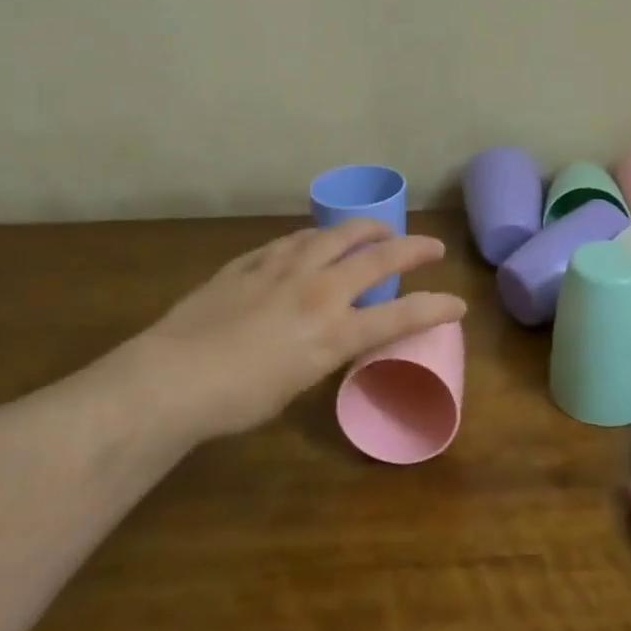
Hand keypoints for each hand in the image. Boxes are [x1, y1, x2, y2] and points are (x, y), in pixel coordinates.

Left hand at [114, 220, 466, 440]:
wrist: (172, 377)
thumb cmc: (236, 399)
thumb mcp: (296, 384)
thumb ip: (322, 352)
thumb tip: (330, 336)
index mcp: (333, 332)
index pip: (400, 315)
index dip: (435, 307)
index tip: (459, 302)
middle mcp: (318, 290)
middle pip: (379, 258)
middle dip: (414, 249)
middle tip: (432, 246)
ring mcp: (285, 268)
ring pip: (338, 234)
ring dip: (367, 230)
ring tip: (379, 230)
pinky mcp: (254, 260)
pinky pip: (296, 239)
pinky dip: (317, 238)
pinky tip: (316, 240)